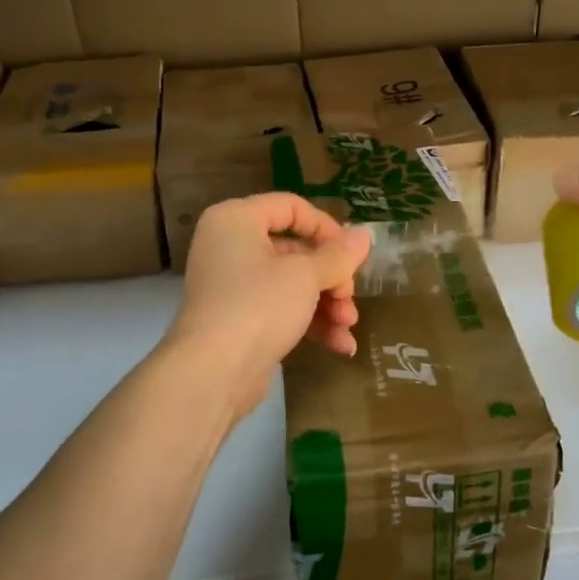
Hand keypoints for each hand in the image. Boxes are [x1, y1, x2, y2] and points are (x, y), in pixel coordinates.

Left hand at [167, 193, 371, 412]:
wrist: (214, 372)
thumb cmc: (259, 305)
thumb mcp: (306, 275)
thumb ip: (338, 256)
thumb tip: (364, 235)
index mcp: (236, 220)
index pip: (291, 207)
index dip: (327, 228)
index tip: (352, 254)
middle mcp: (230, 246)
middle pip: (295, 250)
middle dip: (331, 277)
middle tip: (349, 298)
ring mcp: (233, 286)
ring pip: (292, 284)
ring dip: (326, 303)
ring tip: (348, 326)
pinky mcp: (239, 320)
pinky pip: (280, 310)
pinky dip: (309, 323)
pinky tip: (340, 346)